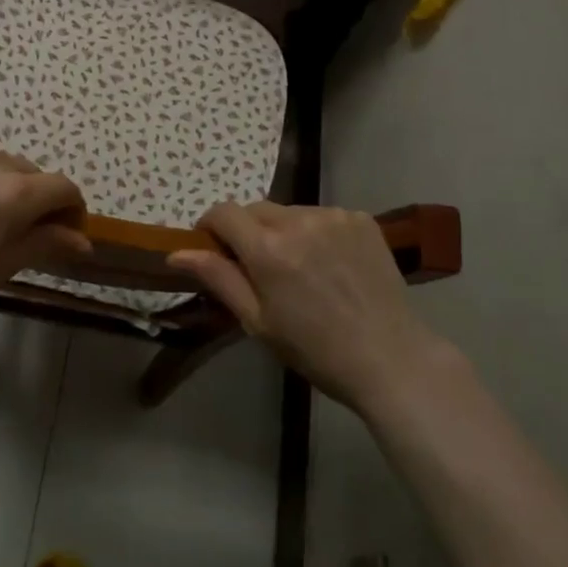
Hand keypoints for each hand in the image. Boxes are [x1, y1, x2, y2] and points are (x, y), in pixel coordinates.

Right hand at [167, 202, 446, 410]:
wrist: (390, 358)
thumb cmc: (316, 350)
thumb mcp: (258, 322)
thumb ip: (219, 278)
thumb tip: (177, 252)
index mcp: (268, 249)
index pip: (223, 212)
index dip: (210, 226)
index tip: (213, 248)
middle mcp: (299, 221)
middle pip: (256, 209)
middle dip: (247, 231)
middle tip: (258, 268)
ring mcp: (334, 216)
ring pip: (289, 212)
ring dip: (283, 231)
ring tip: (300, 269)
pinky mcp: (360, 218)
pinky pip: (322, 216)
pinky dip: (315, 232)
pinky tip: (329, 264)